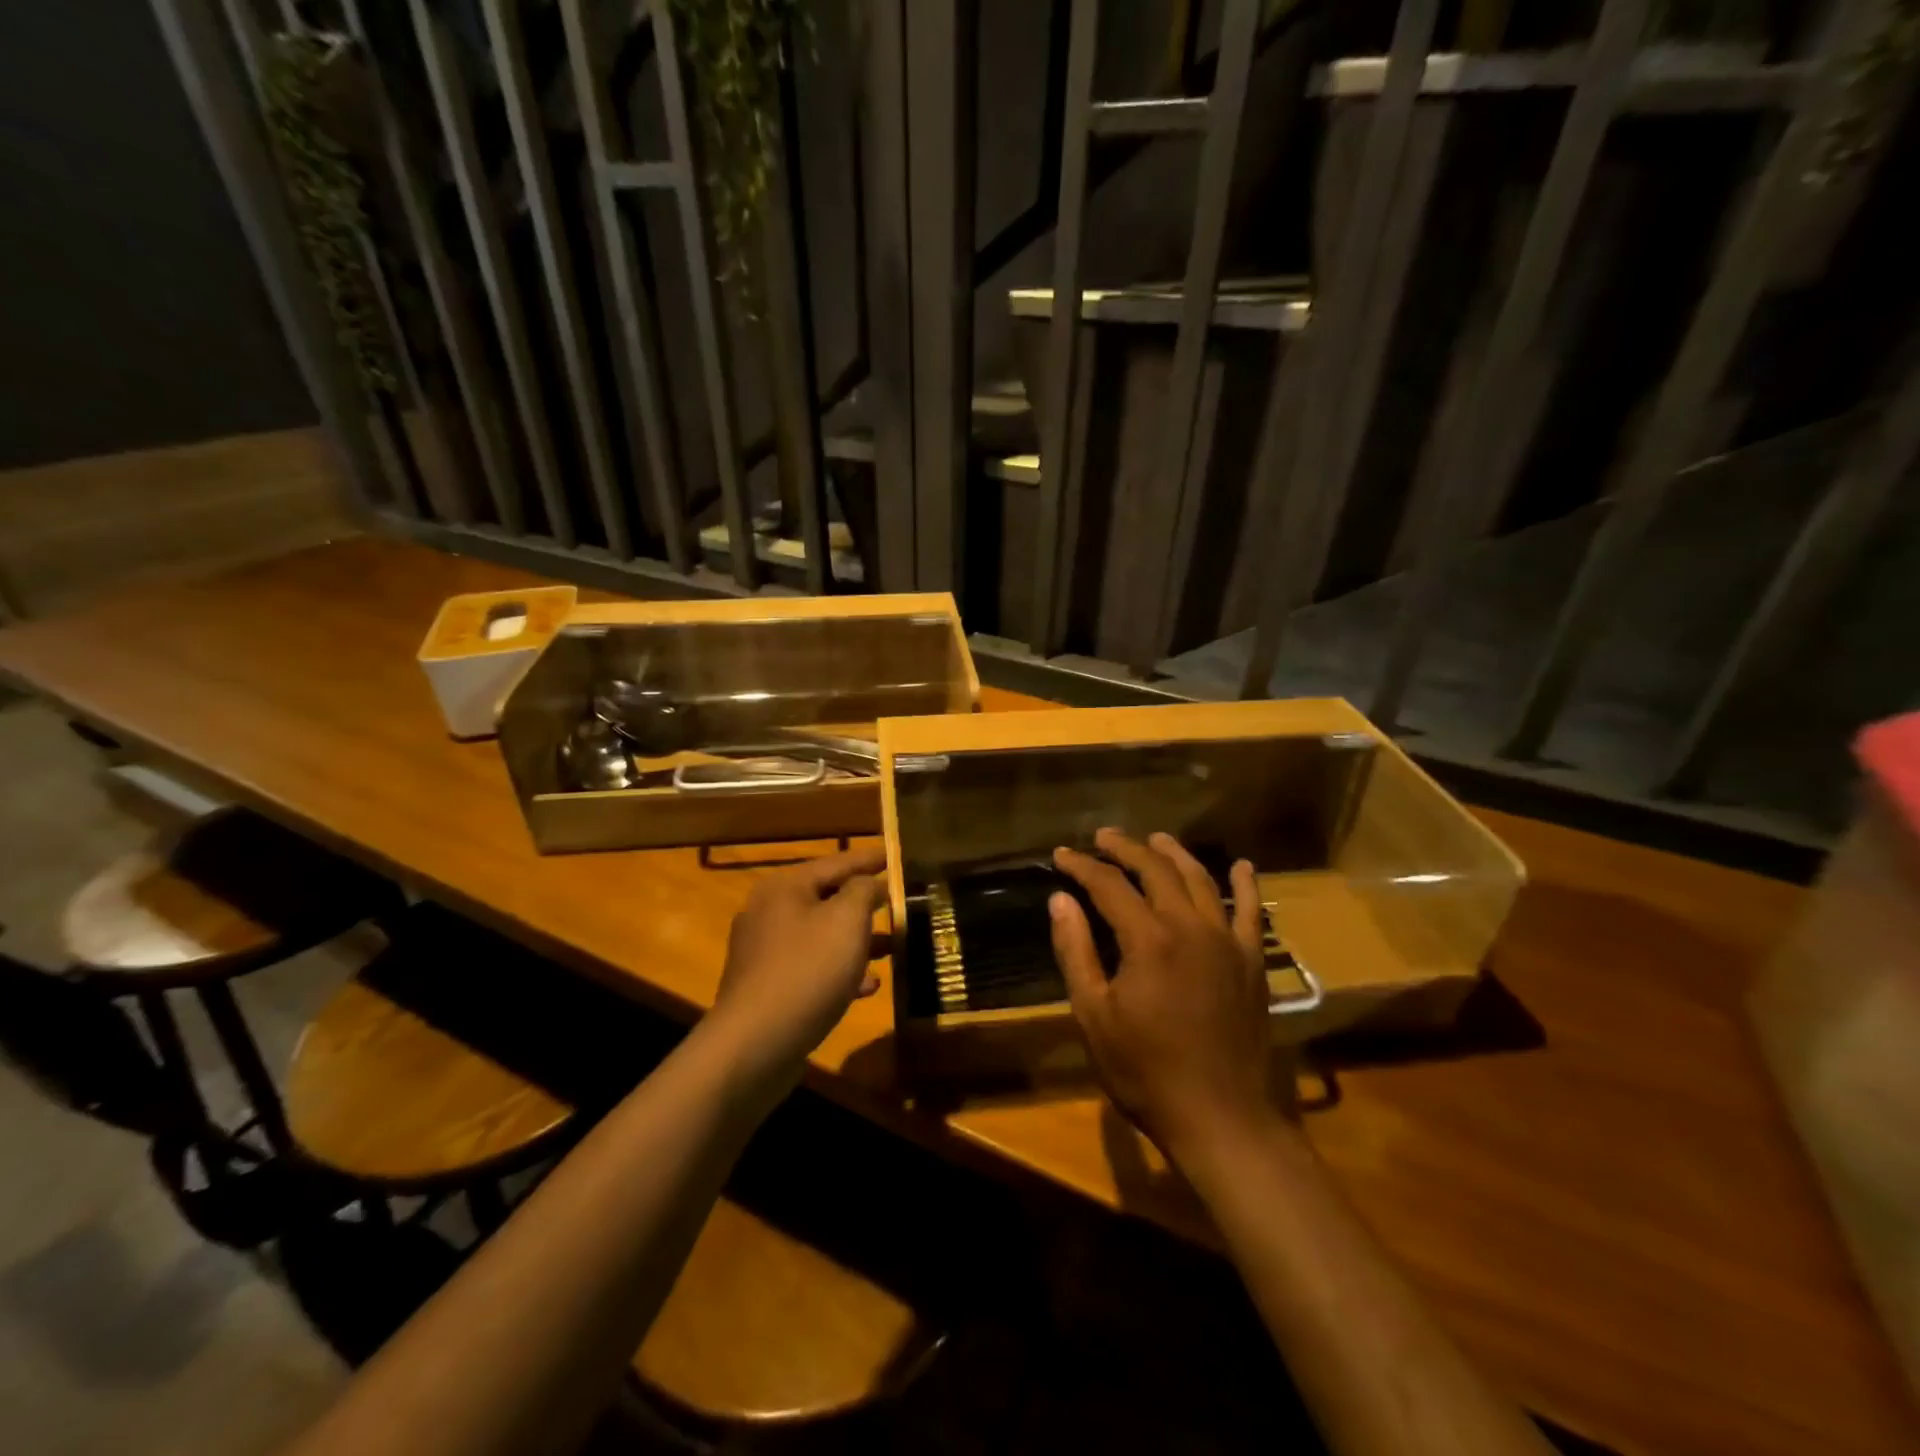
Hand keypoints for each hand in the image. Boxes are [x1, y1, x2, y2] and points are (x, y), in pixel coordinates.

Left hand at [709, 845, 887, 1083]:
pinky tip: (869, 986)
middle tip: (898, 902)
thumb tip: (869, 884)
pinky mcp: (768, 988)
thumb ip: (863, 891)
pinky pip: (812, 968)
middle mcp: (769, 913)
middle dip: (865, 904)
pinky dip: (841, 971)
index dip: (869, 859)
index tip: (895, 855)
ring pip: (822, 936)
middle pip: (827, 898)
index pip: (836, 862)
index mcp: (785, 888)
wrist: (753, 1044)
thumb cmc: (806, 970)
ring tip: (893, 946)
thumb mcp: (846, 920)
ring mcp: (765, 953)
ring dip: (858, 940)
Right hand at [1051, 829, 1283, 1162]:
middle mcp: (1190, 927)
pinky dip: (1246, 885)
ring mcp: (1227, 942)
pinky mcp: (1252, 962)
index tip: (1061, 856)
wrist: (1220, 1117)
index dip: (1083, 867)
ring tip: (1156, 839)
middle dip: (1126, 849)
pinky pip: (1252, 913)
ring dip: (1176, 855)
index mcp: (1148, 939)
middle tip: (1103, 837)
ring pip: (1201, 881)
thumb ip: (1076, 951)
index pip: (1110, 885)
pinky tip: (1242, 865)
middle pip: (1156, 871)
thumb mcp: (1093, 1015)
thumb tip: (1060, 900)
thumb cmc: (1145, 1071)